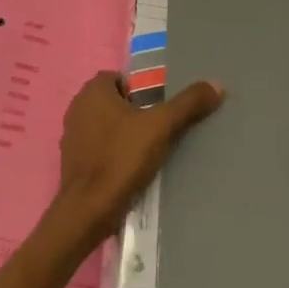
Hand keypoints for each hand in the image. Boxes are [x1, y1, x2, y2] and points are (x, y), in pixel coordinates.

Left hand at [48, 72, 224, 252]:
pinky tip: (132, 168)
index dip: (142, 88)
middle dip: (137, 111)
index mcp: (93, 91)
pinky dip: (113, 152)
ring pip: (106, 125)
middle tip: (162, 127)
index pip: (121, 78)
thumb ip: (187, 104)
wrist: (88, 210)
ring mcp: (72, 135)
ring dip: (125, 133)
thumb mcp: (161, 127)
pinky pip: (98, 147)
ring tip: (151, 149)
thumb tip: (216, 85)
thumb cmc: (121, 159)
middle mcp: (78, 107)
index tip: (162, 105)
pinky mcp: (72, 160)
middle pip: (115, 101)